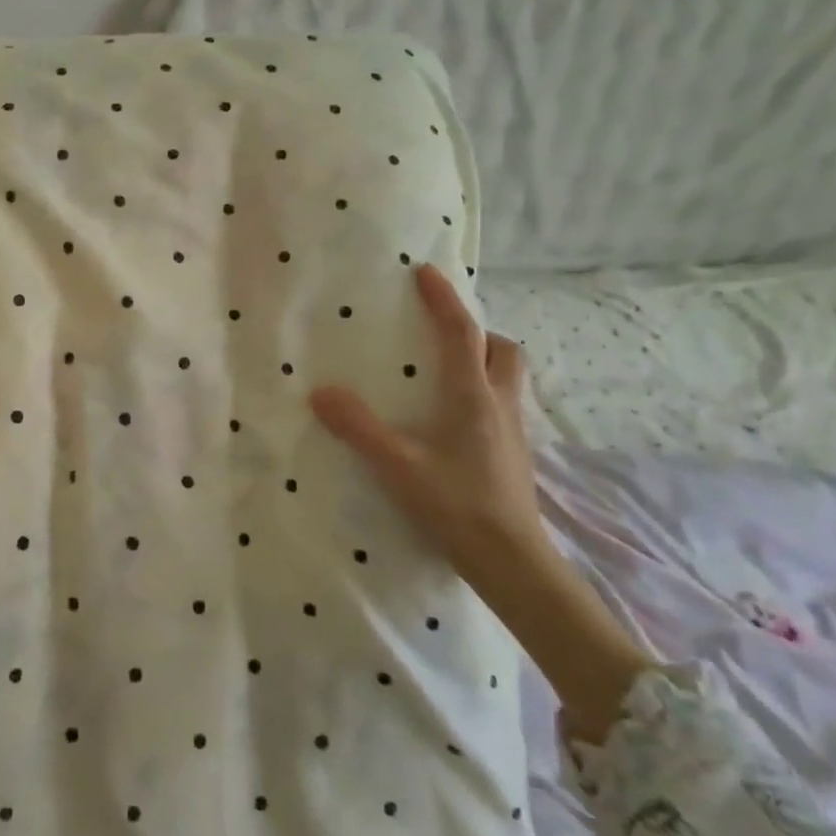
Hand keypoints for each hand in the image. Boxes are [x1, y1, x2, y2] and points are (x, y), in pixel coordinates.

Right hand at [310, 264, 542, 584]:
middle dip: (478, 331)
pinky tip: (454, 421)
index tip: (426, 272)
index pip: (462, 333)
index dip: (444, 299)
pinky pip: (503, 404)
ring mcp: (514, 432)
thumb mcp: (399, 466)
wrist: (513, 563)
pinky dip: (482, 393)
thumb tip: (320, 393)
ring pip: (508, 377)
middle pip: (503, 349)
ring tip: (446, 372)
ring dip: (484, 360)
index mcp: (473, 396)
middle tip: (443, 334)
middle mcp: (500, 405)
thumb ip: (359, 428)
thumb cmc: (457, 506)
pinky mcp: (515, 456)